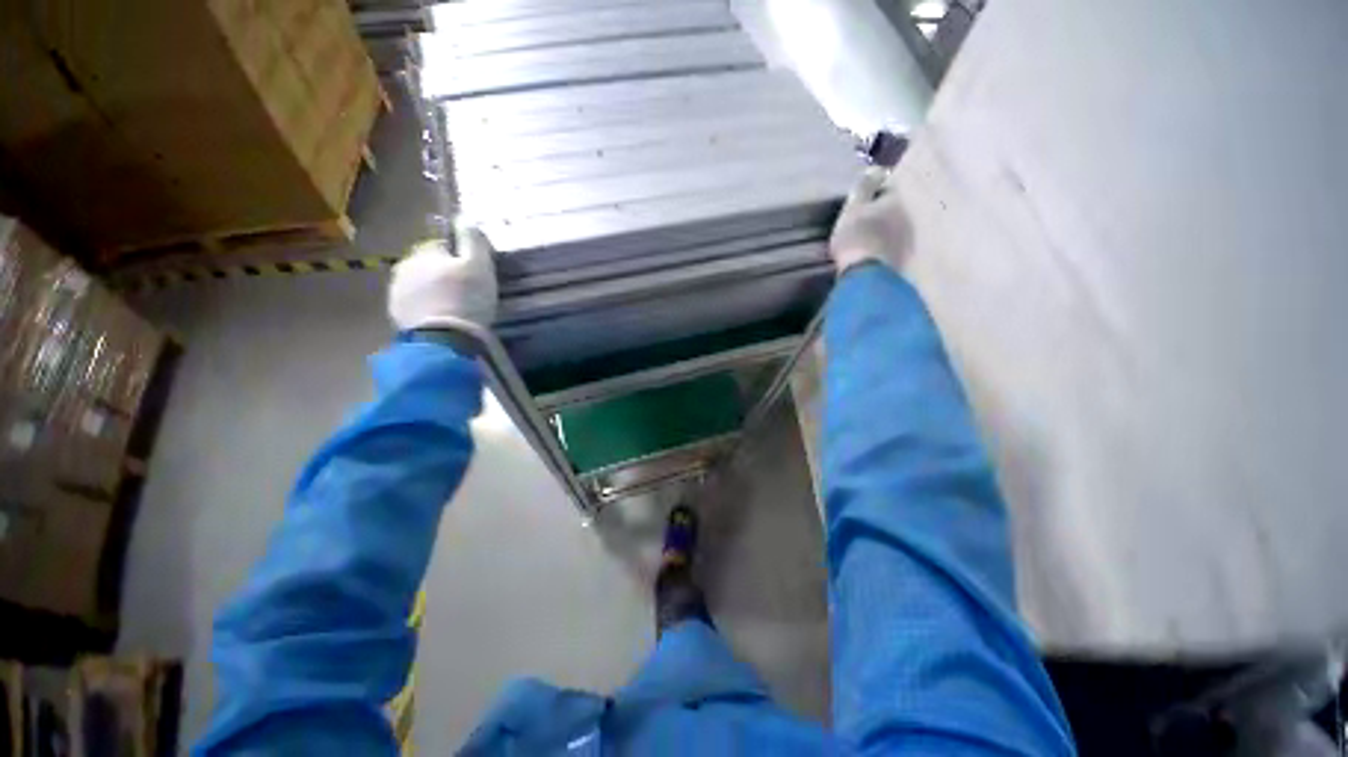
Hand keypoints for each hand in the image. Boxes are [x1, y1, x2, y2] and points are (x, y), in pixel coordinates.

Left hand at [388, 222, 498, 330]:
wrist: (444, 340)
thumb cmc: (466, 299)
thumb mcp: (479, 266)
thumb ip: (472, 240)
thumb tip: (464, 218)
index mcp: (424, 252)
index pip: (441, 245)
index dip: (459, 257)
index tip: (472, 273)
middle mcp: (404, 266)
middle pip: (428, 265)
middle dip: (443, 273)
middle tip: (465, 292)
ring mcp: (396, 292)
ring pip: (419, 284)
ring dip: (433, 291)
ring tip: (453, 308)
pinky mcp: (396, 314)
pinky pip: (415, 304)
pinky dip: (427, 308)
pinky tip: (442, 318)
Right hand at [828, 167, 913, 273]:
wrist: (865, 273)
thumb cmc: (856, 236)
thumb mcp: (853, 208)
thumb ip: (864, 187)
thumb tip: (876, 169)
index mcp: (899, 198)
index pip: (890, 187)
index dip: (876, 191)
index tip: (865, 198)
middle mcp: (912, 214)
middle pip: (897, 207)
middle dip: (885, 209)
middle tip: (868, 216)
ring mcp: (912, 238)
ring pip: (899, 226)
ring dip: (888, 228)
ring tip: (871, 234)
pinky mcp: (907, 258)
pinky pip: (897, 245)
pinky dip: (888, 244)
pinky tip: (876, 250)